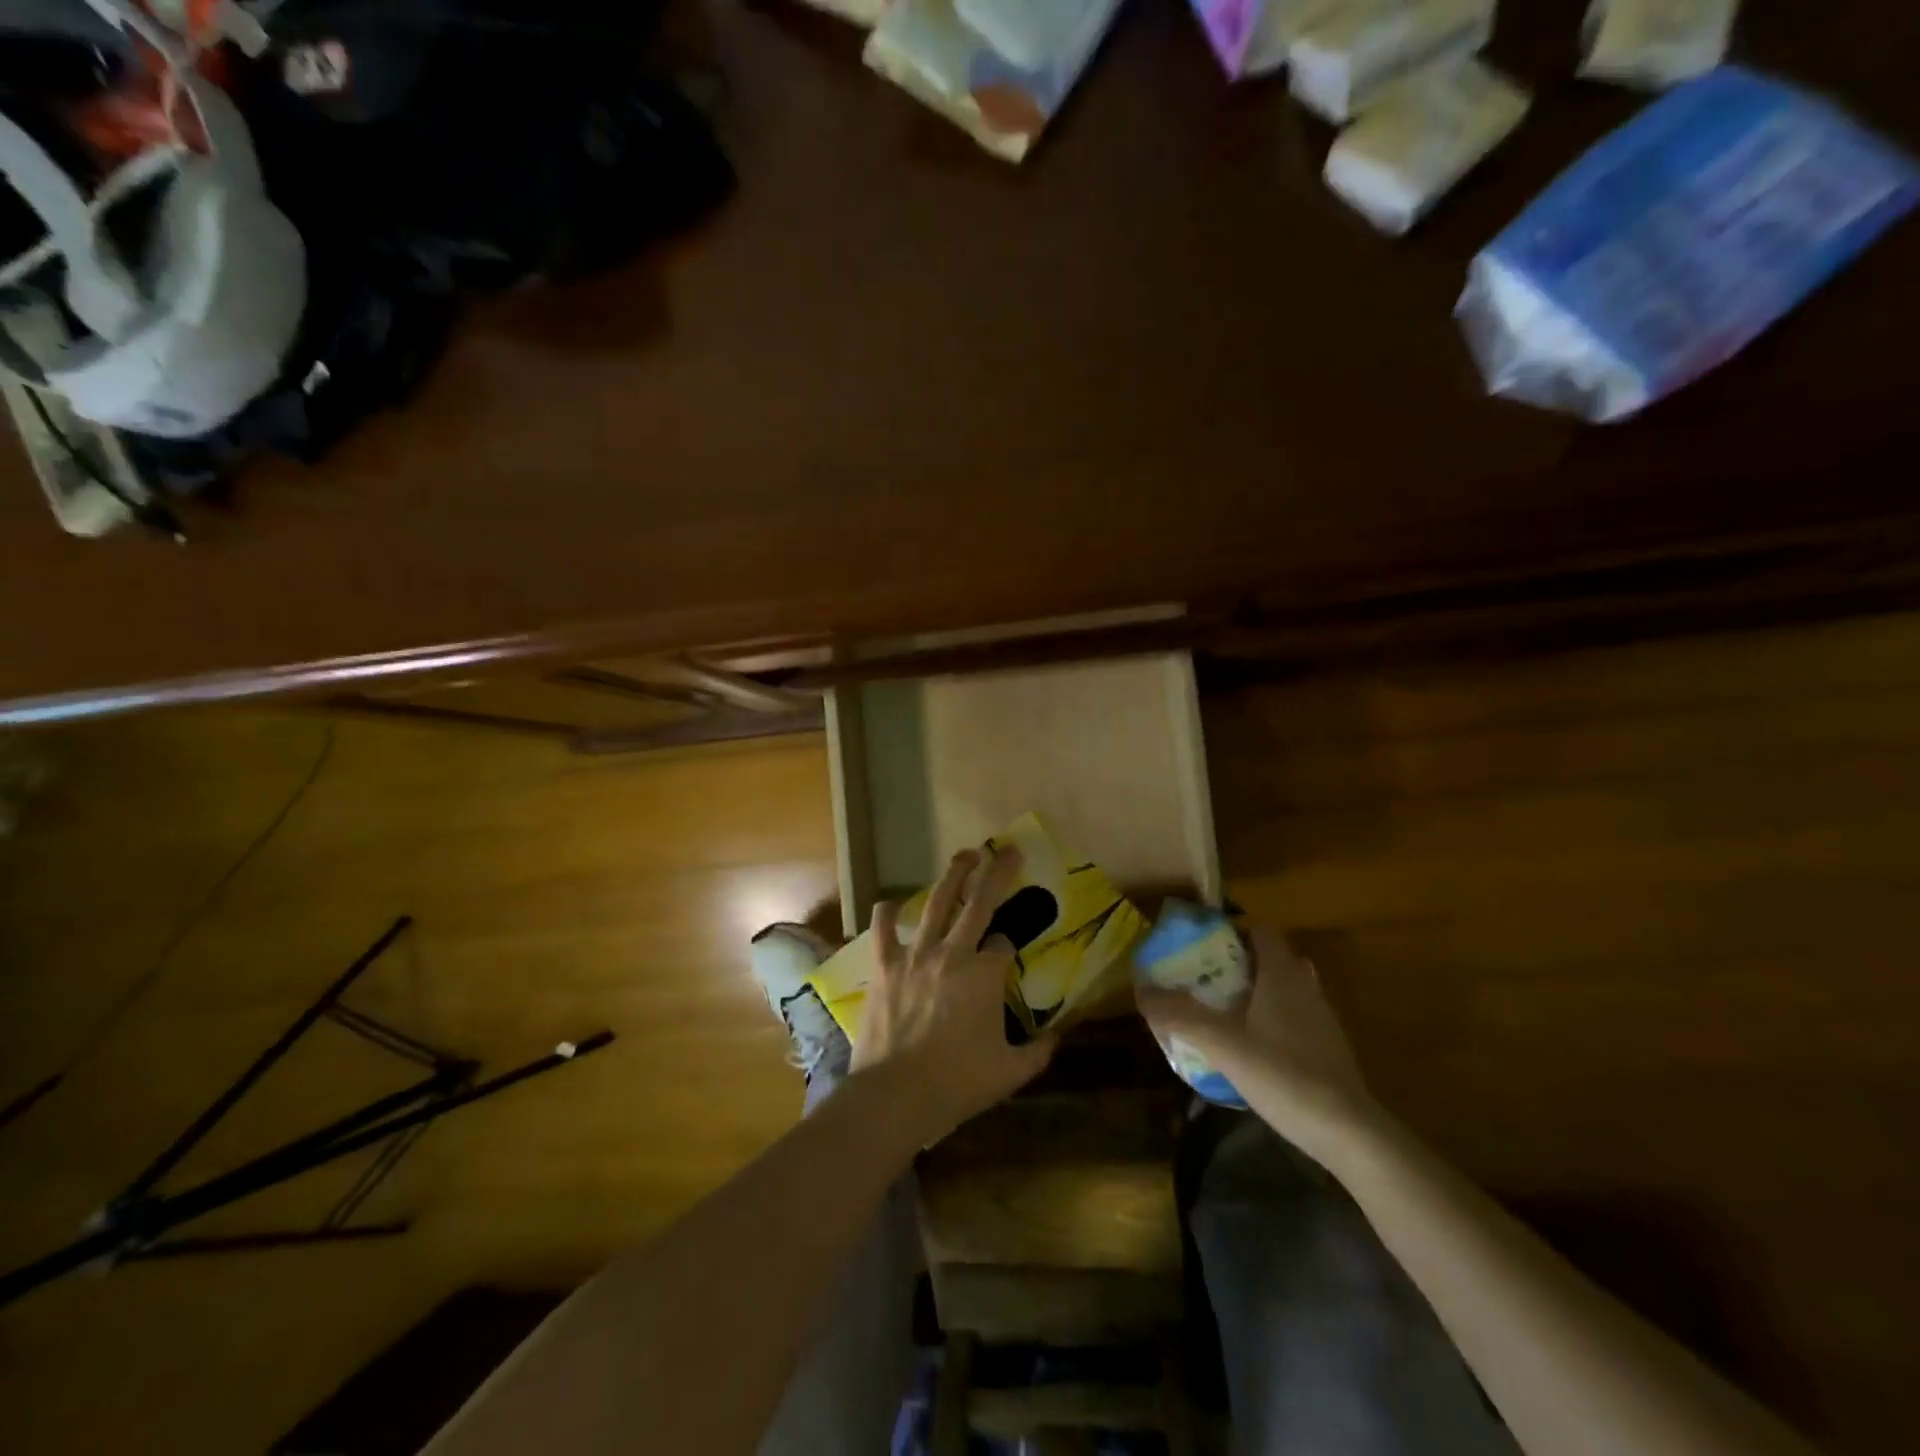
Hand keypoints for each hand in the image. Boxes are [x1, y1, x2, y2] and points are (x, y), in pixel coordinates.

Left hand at [853, 845, 1055, 1141]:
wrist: (895, 1095)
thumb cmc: (957, 1083)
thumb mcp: (1010, 1072)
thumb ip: (1038, 1052)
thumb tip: (1056, 1037)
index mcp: (985, 975)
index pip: (1004, 943)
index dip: (1008, 946)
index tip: (1006, 956)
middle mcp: (952, 953)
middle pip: (979, 903)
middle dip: (997, 873)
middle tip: (1009, 850)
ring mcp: (915, 955)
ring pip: (936, 903)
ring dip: (953, 875)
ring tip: (965, 856)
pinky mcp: (885, 965)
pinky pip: (883, 928)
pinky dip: (888, 912)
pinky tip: (893, 903)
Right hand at [1137, 928, 1375, 1146]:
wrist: (1349, 1134)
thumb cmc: (1284, 1076)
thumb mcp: (1222, 1045)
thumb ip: (1180, 1016)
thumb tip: (1140, 990)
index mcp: (1282, 976)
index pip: (1262, 932)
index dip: (1234, 931)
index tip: (1203, 946)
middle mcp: (1305, 988)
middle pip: (1274, 958)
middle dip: (1242, 962)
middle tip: (1208, 978)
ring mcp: (1321, 1020)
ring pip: (1287, 989)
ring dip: (1259, 992)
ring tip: (1225, 1010)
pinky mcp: (1329, 1049)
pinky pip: (1296, 1018)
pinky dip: (1274, 1021)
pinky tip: (1253, 1047)